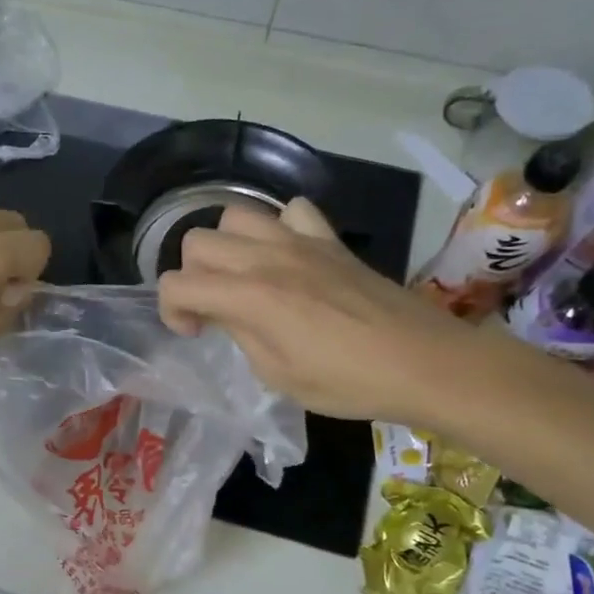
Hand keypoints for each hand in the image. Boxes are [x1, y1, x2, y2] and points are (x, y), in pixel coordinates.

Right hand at [157, 198, 481, 422]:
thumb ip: (242, 334)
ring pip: (237, 215)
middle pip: (198, 241)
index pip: (176, 283)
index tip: (194, 334)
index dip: (170, 310)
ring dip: (227, 246)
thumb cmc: (347, 382)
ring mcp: (302, 242)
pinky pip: (291, 210)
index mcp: (250, 296)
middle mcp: (267, 258)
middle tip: (213, 308)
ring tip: (242, 277)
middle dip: (192, 276)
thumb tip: (229, 314)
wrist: (423, 362)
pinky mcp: (331, 240)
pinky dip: (278, 228)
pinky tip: (287, 257)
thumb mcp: (277, 375)